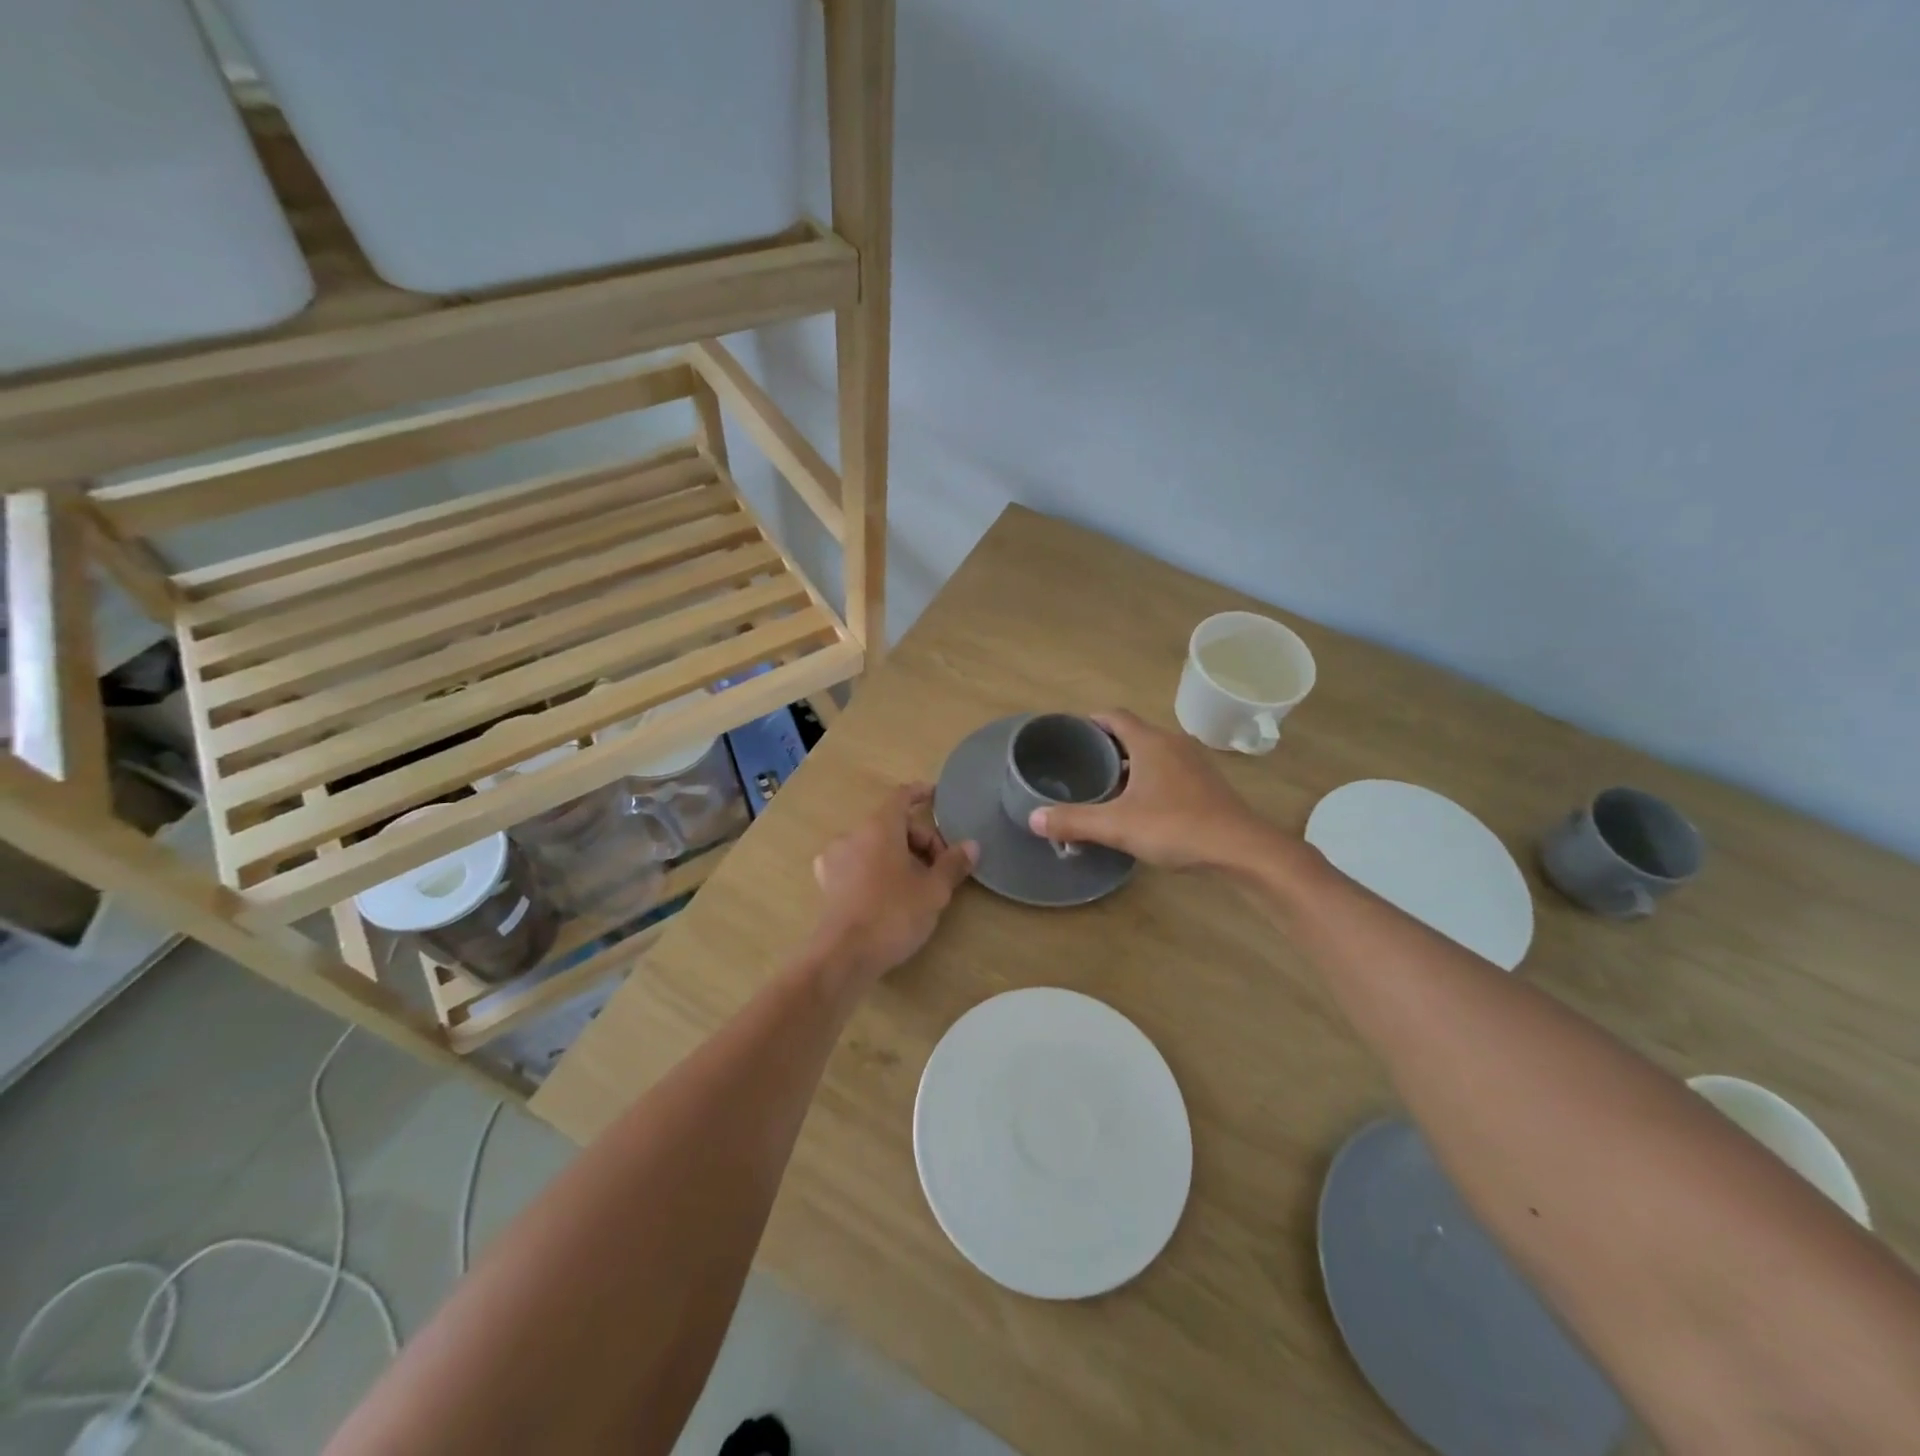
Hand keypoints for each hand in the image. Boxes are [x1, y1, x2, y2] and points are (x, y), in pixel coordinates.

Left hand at [808, 784, 977, 986]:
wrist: (844, 956)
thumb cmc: (893, 914)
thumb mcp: (933, 891)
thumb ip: (953, 864)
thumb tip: (971, 845)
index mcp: (879, 827)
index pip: (902, 796)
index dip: (921, 793)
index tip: (936, 796)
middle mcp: (853, 835)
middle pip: (892, 824)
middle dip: (919, 840)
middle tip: (940, 868)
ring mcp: (835, 858)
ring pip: (874, 845)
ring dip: (898, 856)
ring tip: (916, 884)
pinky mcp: (827, 883)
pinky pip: (858, 864)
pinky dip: (875, 868)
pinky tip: (886, 891)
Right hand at [1028, 709, 1275, 870]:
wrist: (1241, 849)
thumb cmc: (1176, 827)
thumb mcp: (1117, 826)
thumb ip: (1074, 821)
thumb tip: (1033, 818)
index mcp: (1150, 742)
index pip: (1114, 716)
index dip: (1090, 721)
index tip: (1069, 736)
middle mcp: (1173, 743)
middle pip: (1133, 734)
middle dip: (1105, 746)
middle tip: (1079, 766)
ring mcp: (1194, 763)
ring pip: (1152, 754)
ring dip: (1129, 765)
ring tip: (1104, 787)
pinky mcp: (1207, 784)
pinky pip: (1169, 771)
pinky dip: (1149, 779)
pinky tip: (1139, 806)